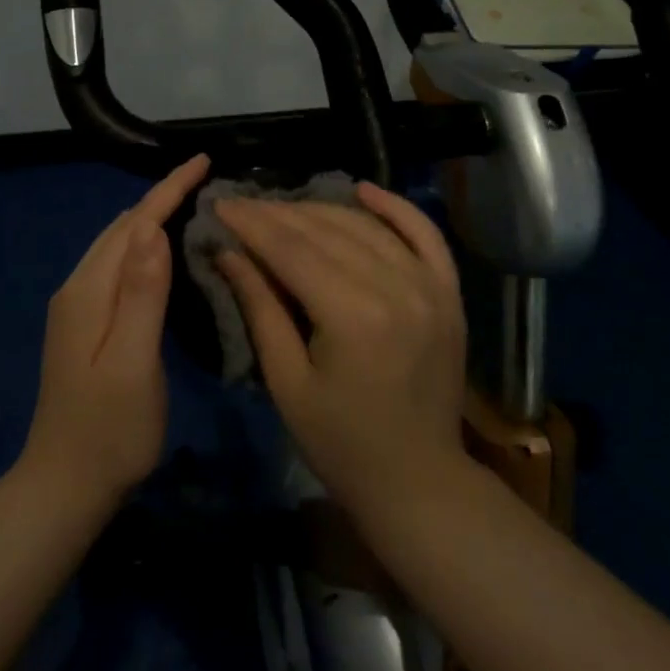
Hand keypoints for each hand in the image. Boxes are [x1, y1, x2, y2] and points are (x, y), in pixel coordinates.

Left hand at [18, 153, 210, 506]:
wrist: (63, 485)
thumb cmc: (109, 430)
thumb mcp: (132, 362)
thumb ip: (142, 294)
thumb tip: (152, 227)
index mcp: (89, 292)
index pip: (134, 224)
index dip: (168, 189)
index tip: (202, 161)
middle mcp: (78, 289)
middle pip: (123, 228)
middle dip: (161, 198)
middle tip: (206, 183)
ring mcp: (77, 307)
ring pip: (118, 246)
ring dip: (151, 220)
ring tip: (191, 206)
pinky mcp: (84, 325)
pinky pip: (117, 268)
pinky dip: (143, 248)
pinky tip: (163, 255)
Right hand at [215, 184, 468, 520]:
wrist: (418, 480)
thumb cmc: (340, 443)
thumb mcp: (286, 382)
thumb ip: (260, 308)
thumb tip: (228, 252)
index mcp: (353, 317)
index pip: (292, 250)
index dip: (252, 223)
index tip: (220, 203)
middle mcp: (397, 288)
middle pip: (327, 231)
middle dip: (278, 213)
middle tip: (243, 205)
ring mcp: (430, 287)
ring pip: (367, 227)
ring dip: (322, 209)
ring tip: (283, 207)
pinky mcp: (449, 294)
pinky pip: (424, 235)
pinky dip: (395, 208)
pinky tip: (363, 190)